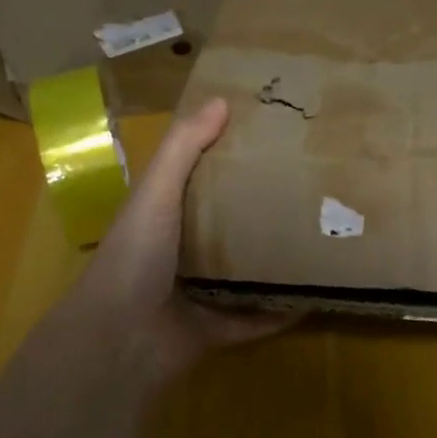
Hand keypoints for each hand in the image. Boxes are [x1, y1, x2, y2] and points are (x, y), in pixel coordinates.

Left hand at [65, 97, 291, 383]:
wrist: (120, 338)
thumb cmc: (135, 256)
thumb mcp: (156, 192)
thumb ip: (183, 148)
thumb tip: (221, 100)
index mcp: (162, 217)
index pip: (197, 181)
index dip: (227, 160)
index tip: (268, 141)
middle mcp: (179, 254)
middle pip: (225, 228)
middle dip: (258, 211)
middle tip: (307, 189)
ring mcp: (197, 296)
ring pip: (243, 274)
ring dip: (272, 262)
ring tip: (316, 239)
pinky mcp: (214, 331)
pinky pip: (255, 320)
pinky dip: (280, 312)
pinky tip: (314, 296)